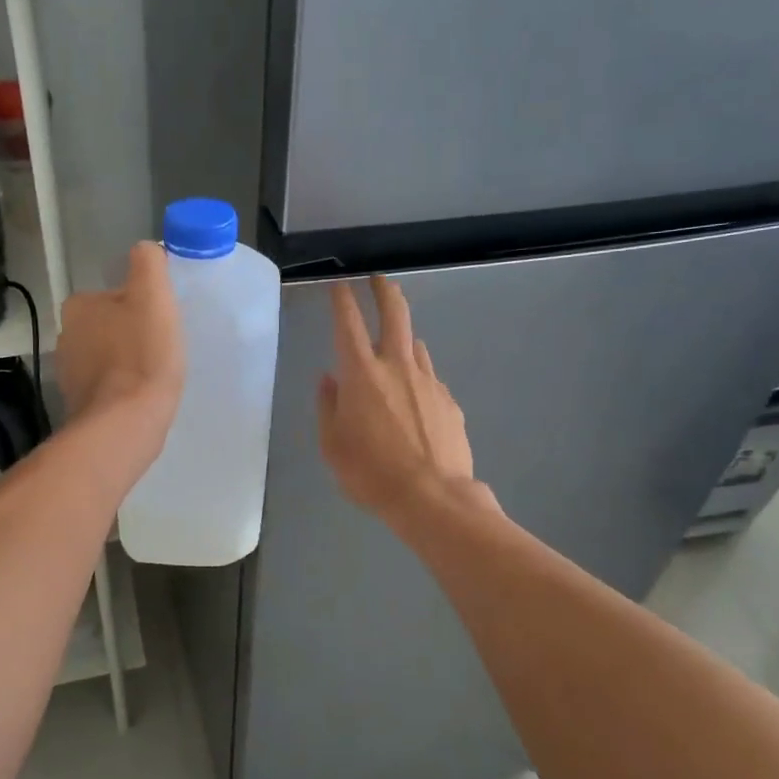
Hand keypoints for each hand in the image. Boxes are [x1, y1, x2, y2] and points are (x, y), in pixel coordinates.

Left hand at [57, 242, 184, 454]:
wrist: (125, 424)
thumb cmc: (142, 355)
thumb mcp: (152, 296)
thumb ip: (148, 263)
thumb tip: (146, 250)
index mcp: (79, 306)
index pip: (116, 295)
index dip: (143, 306)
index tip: (162, 323)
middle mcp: (66, 336)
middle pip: (110, 325)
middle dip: (133, 334)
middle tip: (163, 348)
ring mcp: (69, 374)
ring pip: (107, 357)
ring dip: (128, 362)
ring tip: (155, 375)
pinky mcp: (79, 404)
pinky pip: (106, 387)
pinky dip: (123, 389)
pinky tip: (142, 398)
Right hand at [318, 276, 481, 519]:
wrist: (432, 498)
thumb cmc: (370, 473)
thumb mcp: (332, 445)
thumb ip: (328, 406)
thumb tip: (329, 380)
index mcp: (361, 374)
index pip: (348, 323)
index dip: (342, 300)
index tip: (340, 286)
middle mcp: (397, 367)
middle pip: (395, 314)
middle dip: (384, 291)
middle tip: (378, 280)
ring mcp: (428, 381)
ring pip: (415, 346)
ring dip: (402, 340)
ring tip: (393, 350)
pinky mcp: (449, 401)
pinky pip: (429, 379)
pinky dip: (417, 378)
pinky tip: (414, 402)